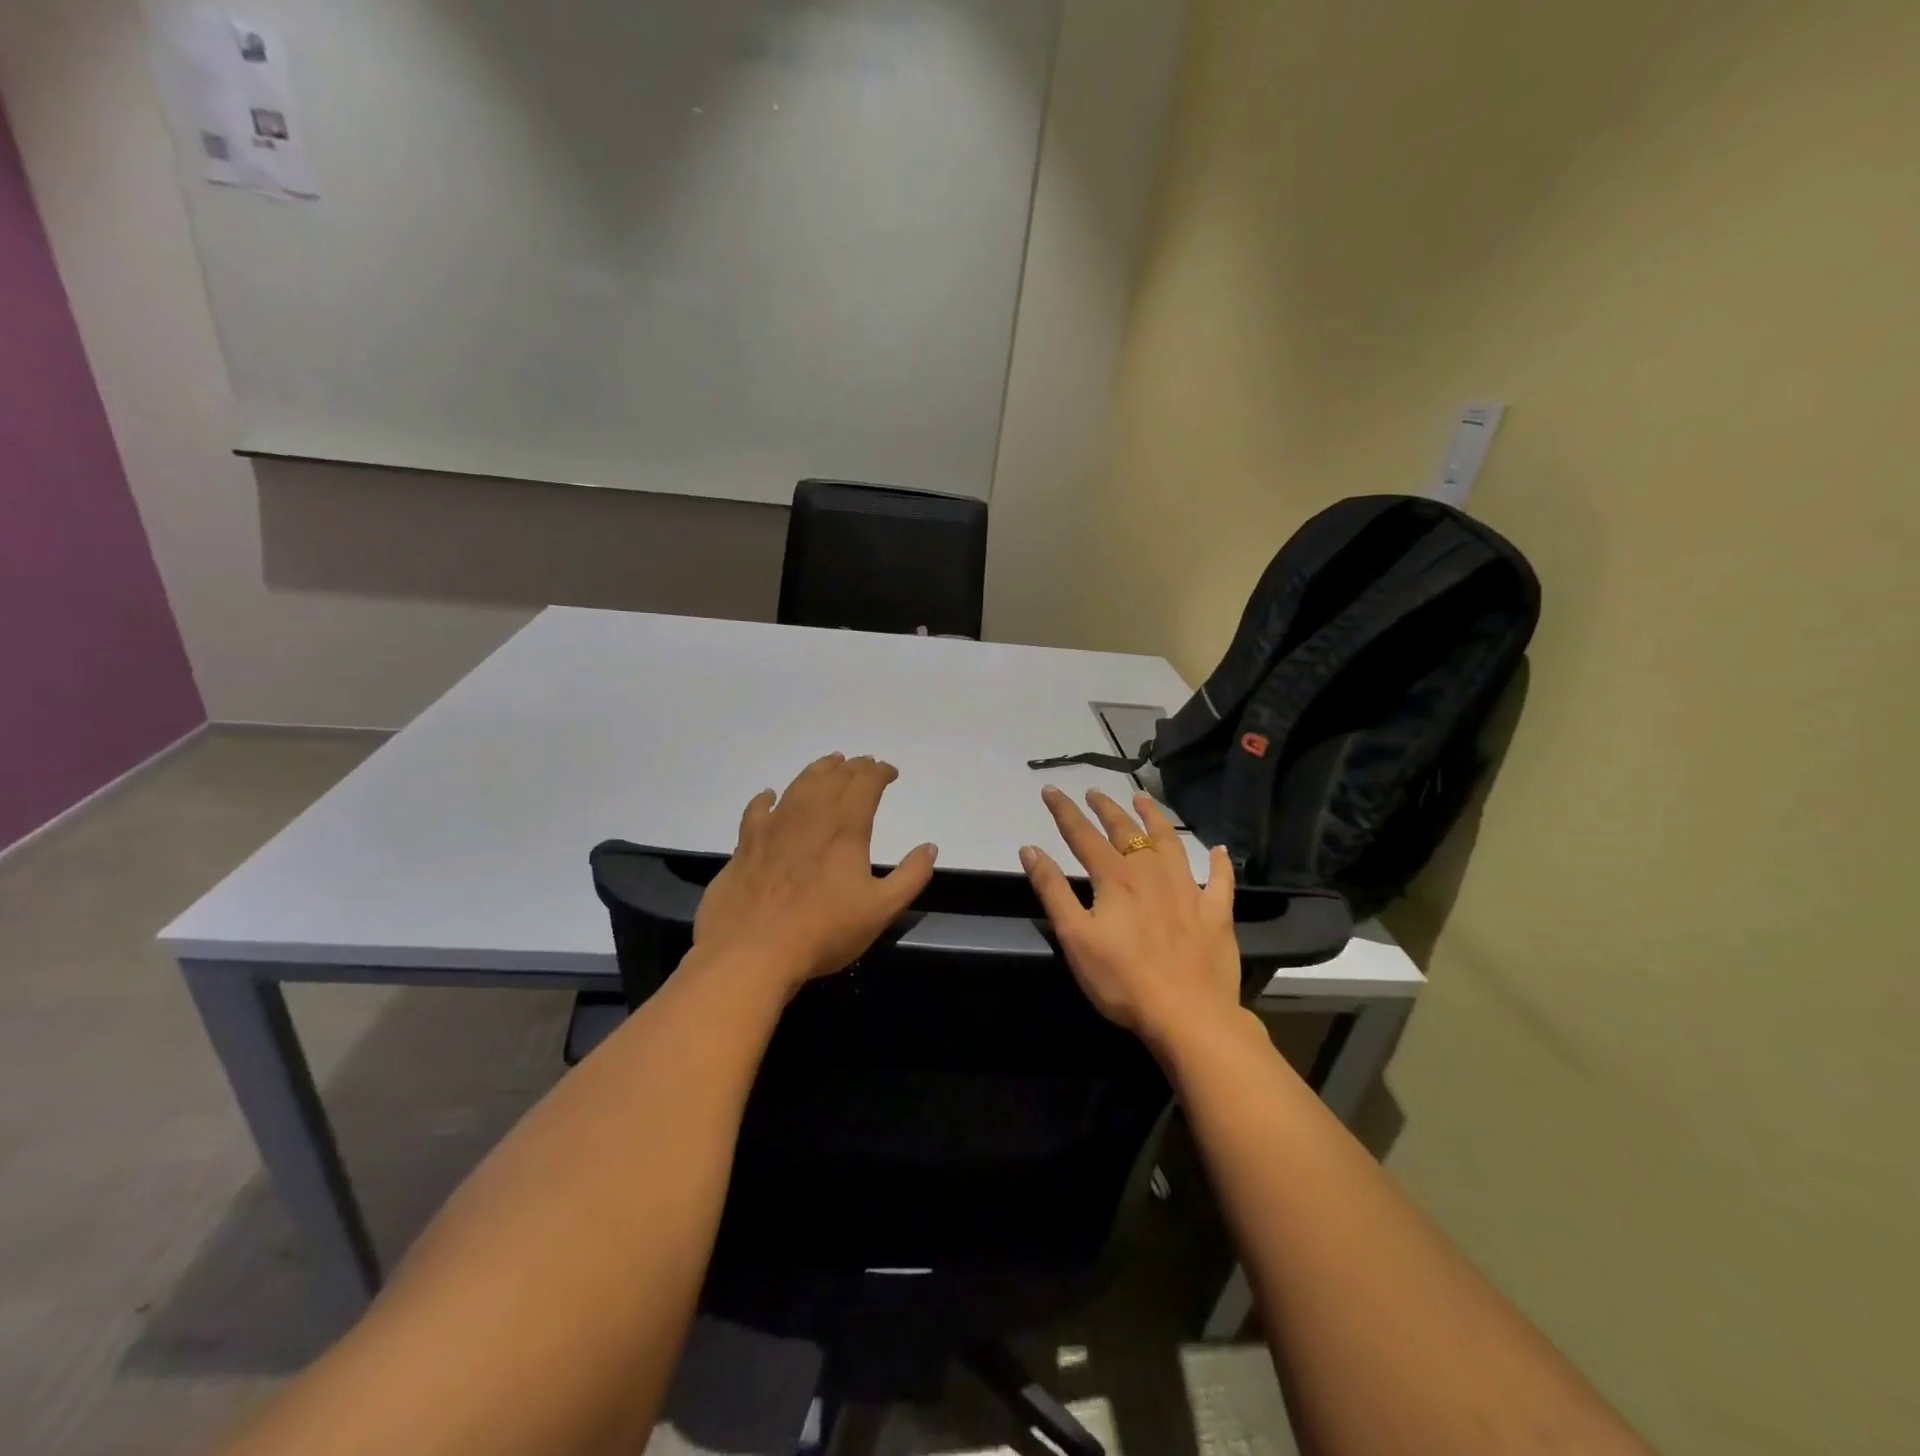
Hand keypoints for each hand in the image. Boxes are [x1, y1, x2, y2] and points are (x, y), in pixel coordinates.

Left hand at [693, 753, 937, 994]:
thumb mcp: (881, 909)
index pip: (865, 784)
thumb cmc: (823, 931)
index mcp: (845, 827)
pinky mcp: (746, 844)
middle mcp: (810, 815)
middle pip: (834, 777)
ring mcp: (774, 826)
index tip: (890, 772)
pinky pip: (757, 809)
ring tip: (830, 764)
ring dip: (818, 770)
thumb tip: (930, 847)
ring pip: (799, 784)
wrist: (751, 952)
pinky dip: (767, 798)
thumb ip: (910, 876)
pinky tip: (770, 796)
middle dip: (853, 767)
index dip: (880, 773)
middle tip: (865, 764)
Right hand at [1020, 786, 1241, 1050]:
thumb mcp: (1075, 936)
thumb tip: (1030, 849)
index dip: (1064, 811)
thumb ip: (1052, 890)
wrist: (1188, 1015)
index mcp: (1116, 878)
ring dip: (1155, 819)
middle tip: (1094, 792)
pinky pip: (1220, 881)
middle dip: (1107, 808)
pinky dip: (1219, 864)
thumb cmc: (1122, 980)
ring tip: (1144, 800)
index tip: (1051, 790)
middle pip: (1126, 831)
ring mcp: (1188, 890)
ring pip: (1171, 843)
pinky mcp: (1215, 913)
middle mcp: (1152, 873)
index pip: (1083, 835)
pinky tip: (1218, 850)